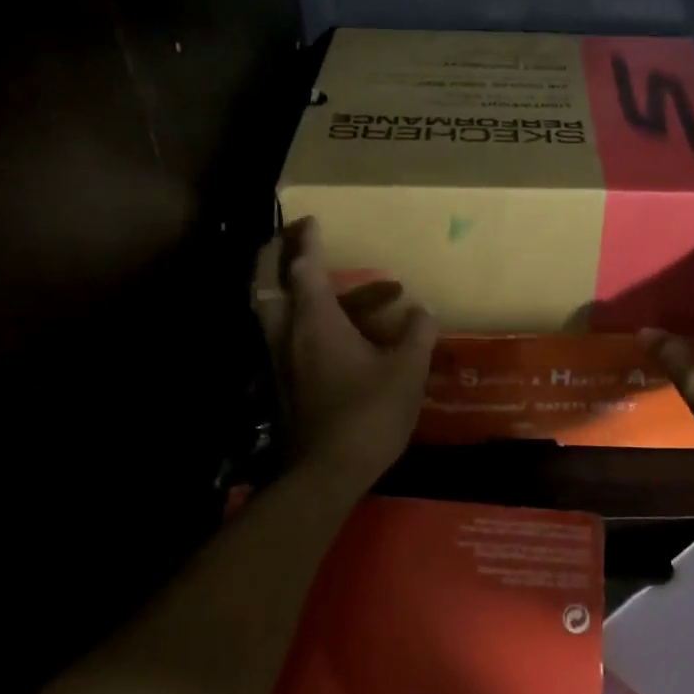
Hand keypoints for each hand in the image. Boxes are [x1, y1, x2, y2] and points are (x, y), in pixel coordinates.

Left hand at [254, 217, 436, 487]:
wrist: (326, 473)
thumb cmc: (368, 413)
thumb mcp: (406, 371)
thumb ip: (417, 334)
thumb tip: (423, 311)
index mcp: (314, 322)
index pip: (303, 268)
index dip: (307, 242)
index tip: (312, 220)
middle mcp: (290, 335)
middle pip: (270, 285)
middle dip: (279, 257)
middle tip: (300, 240)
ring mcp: (285, 362)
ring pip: (289, 313)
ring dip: (323, 296)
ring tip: (385, 296)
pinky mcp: (290, 384)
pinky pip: (299, 338)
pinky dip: (323, 324)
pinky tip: (364, 337)